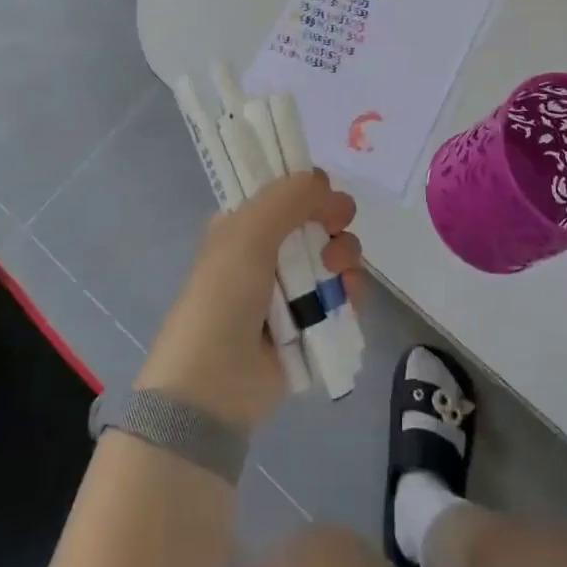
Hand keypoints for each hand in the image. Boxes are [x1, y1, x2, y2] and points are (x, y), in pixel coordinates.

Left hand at [136, 170, 361, 431]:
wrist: (214, 386)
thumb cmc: (223, 297)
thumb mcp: (247, 233)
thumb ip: (288, 197)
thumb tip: (321, 179)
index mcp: (243, 227)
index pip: (284, 194)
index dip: (308, 188)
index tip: (324, 193)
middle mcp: (266, 254)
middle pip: (316, 221)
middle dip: (333, 220)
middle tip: (336, 227)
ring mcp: (289, 291)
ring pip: (333, 256)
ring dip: (345, 255)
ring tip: (339, 270)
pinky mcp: (310, 325)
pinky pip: (342, 296)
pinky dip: (351, 291)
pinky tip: (349, 295)